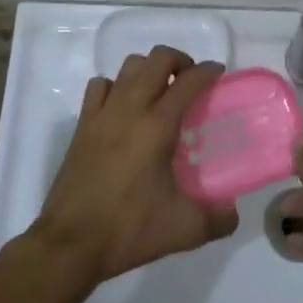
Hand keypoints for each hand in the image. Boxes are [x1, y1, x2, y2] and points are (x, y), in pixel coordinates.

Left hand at [29, 49, 235, 288]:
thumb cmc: (128, 230)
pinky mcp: (82, 126)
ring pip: (128, 67)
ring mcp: (102, 114)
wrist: (70, 244)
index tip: (219, 75)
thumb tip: (232, 212)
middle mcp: (130, 109)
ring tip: (160, 93)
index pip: (188, 82)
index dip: (208, 72)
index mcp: (157, 126)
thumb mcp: (184, 230)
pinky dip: (116, 87)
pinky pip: (100, 87)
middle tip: (191, 82)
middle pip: (156, 59)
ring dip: (148, 70)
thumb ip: (218, 219)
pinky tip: (123, 108)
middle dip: (179, 61)